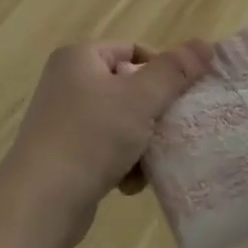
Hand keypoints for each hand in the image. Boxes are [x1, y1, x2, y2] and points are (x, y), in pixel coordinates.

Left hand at [0, 39, 212, 247]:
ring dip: (142, 143)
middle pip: (129, 88)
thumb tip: (206, 45)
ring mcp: (64, 120)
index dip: (162, 70)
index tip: (182, 97)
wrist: (41, 202)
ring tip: (150, 163)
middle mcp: (67, 82)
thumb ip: (174, 71)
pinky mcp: (65, 154)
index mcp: (79, 58)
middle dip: (154, 113)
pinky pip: (106, 149)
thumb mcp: (140, 99)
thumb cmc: (91, 138)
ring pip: (122, 122)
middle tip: (174, 131)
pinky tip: (129, 184)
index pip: (133, 50)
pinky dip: (123, 164)